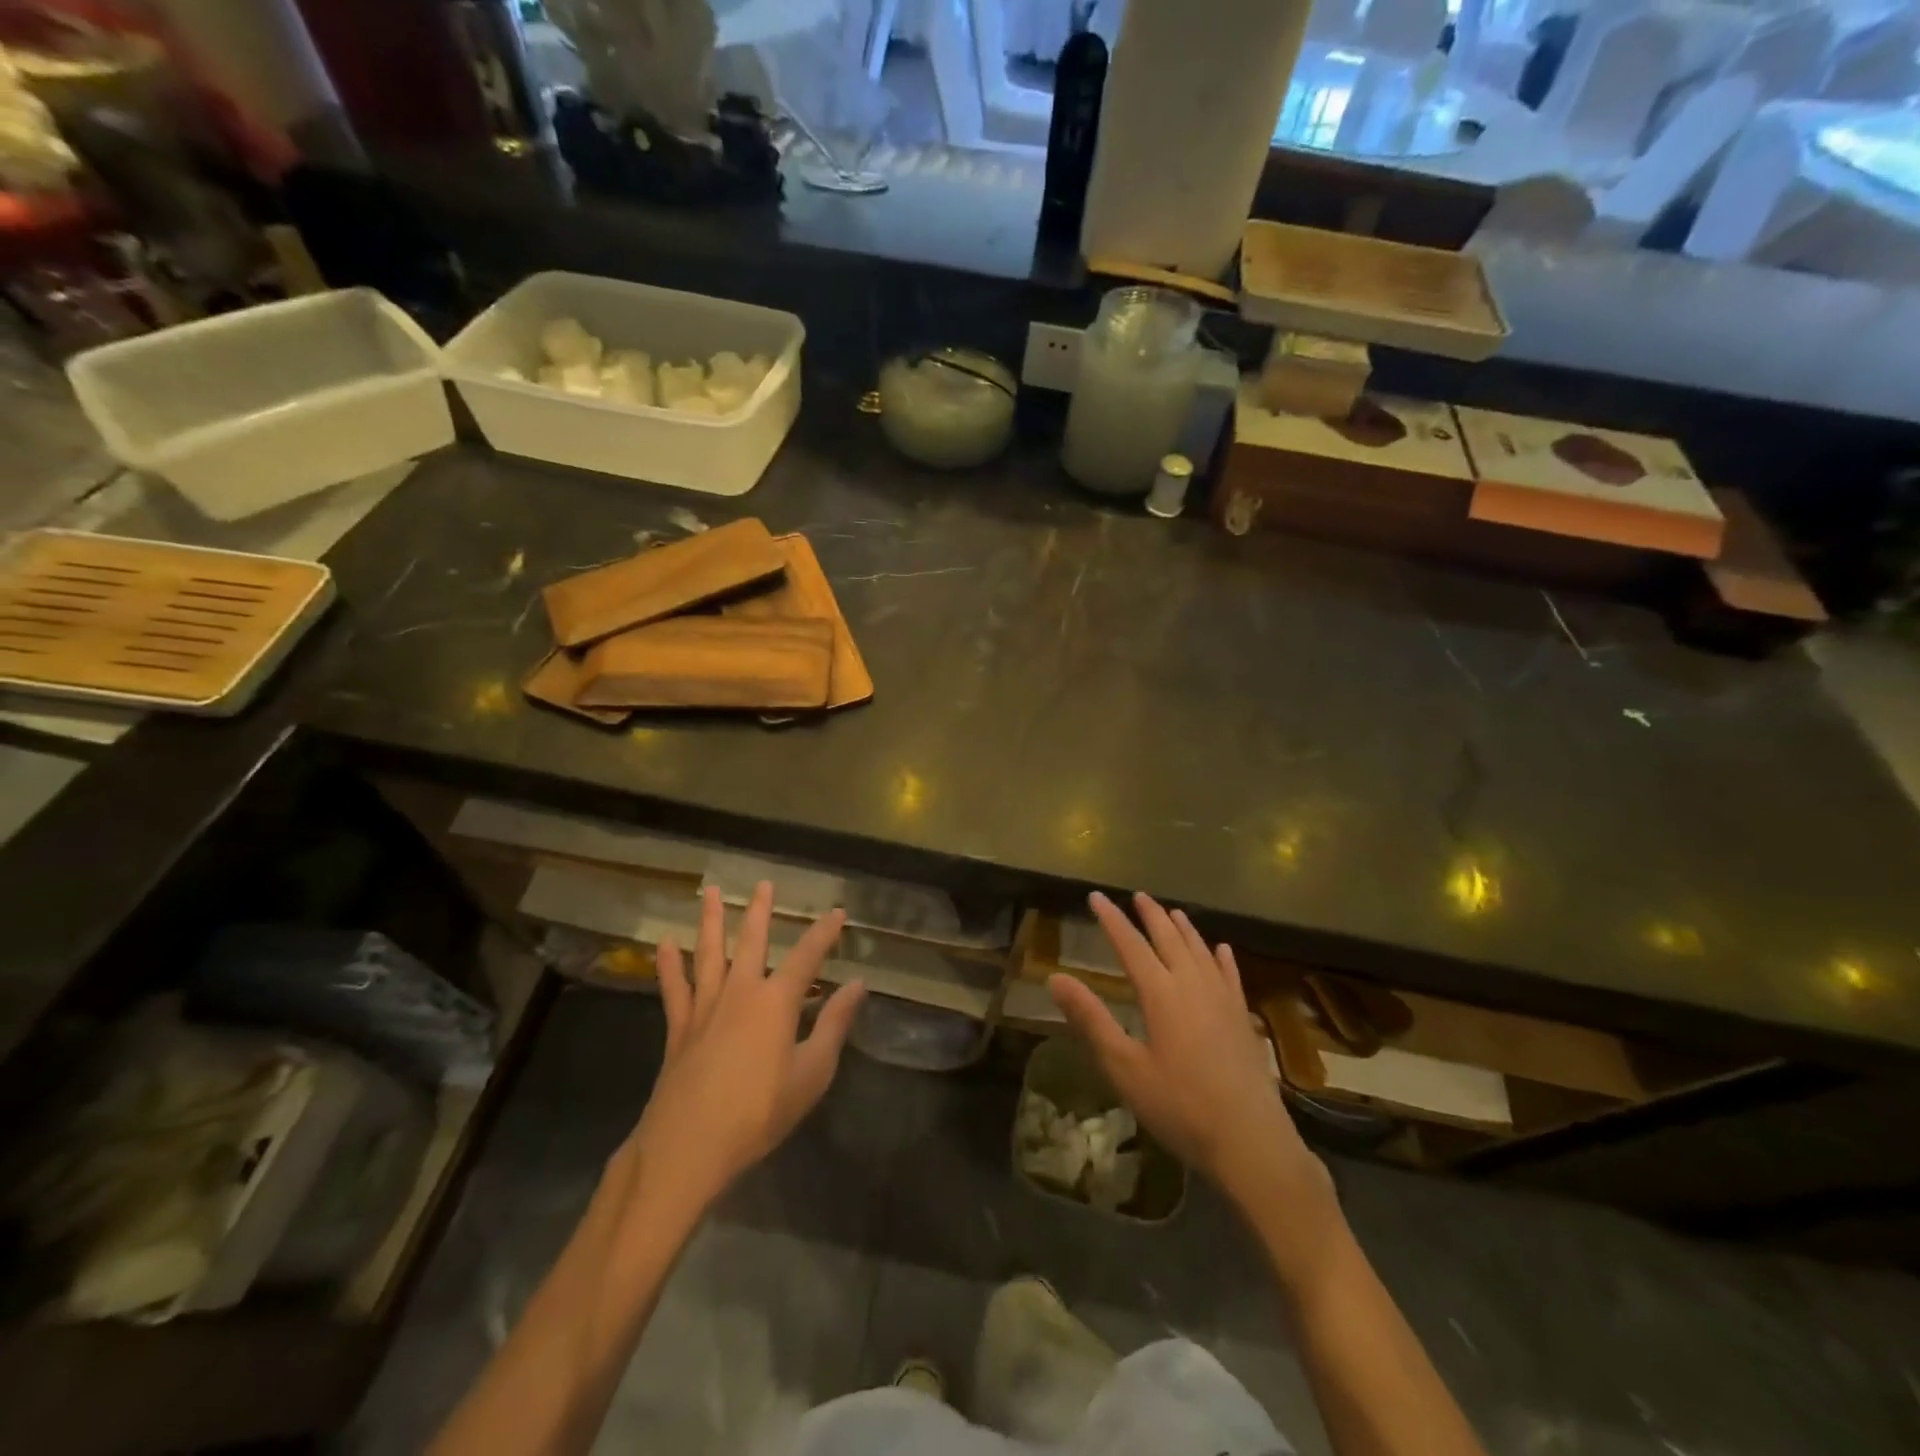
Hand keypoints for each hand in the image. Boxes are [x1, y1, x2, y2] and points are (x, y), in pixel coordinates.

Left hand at [621, 883, 865, 1218]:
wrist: (688, 1146)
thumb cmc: (759, 1113)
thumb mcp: (812, 1073)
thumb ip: (835, 1025)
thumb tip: (858, 984)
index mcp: (777, 1001)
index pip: (808, 956)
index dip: (825, 932)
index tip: (837, 912)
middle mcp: (741, 991)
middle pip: (752, 941)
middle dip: (760, 911)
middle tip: (764, 883)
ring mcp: (705, 1007)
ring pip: (709, 953)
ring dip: (710, 920)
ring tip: (710, 891)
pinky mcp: (679, 1027)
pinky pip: (674, 988)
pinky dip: (669, 965)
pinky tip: (664, 944)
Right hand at [1049, 891, 1329, 1213]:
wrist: (1250, 1142)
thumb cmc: (1179, 1107)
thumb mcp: (1124, 1067)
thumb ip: (1091, 1020)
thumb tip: (1055, 978)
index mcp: (1161, 994)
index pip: (1131, 944)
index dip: (1112, 919)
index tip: (1096, 897)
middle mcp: (1193, 985)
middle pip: (1169, 938)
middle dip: (1151, 915)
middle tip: (1137, 896)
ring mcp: (1223, 1000)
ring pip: (1201, 951)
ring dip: (1184, 928)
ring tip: (1172, 912)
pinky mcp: (1243, 1018)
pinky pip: (1230, 974)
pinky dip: (1222, 957)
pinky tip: (1221, 949)